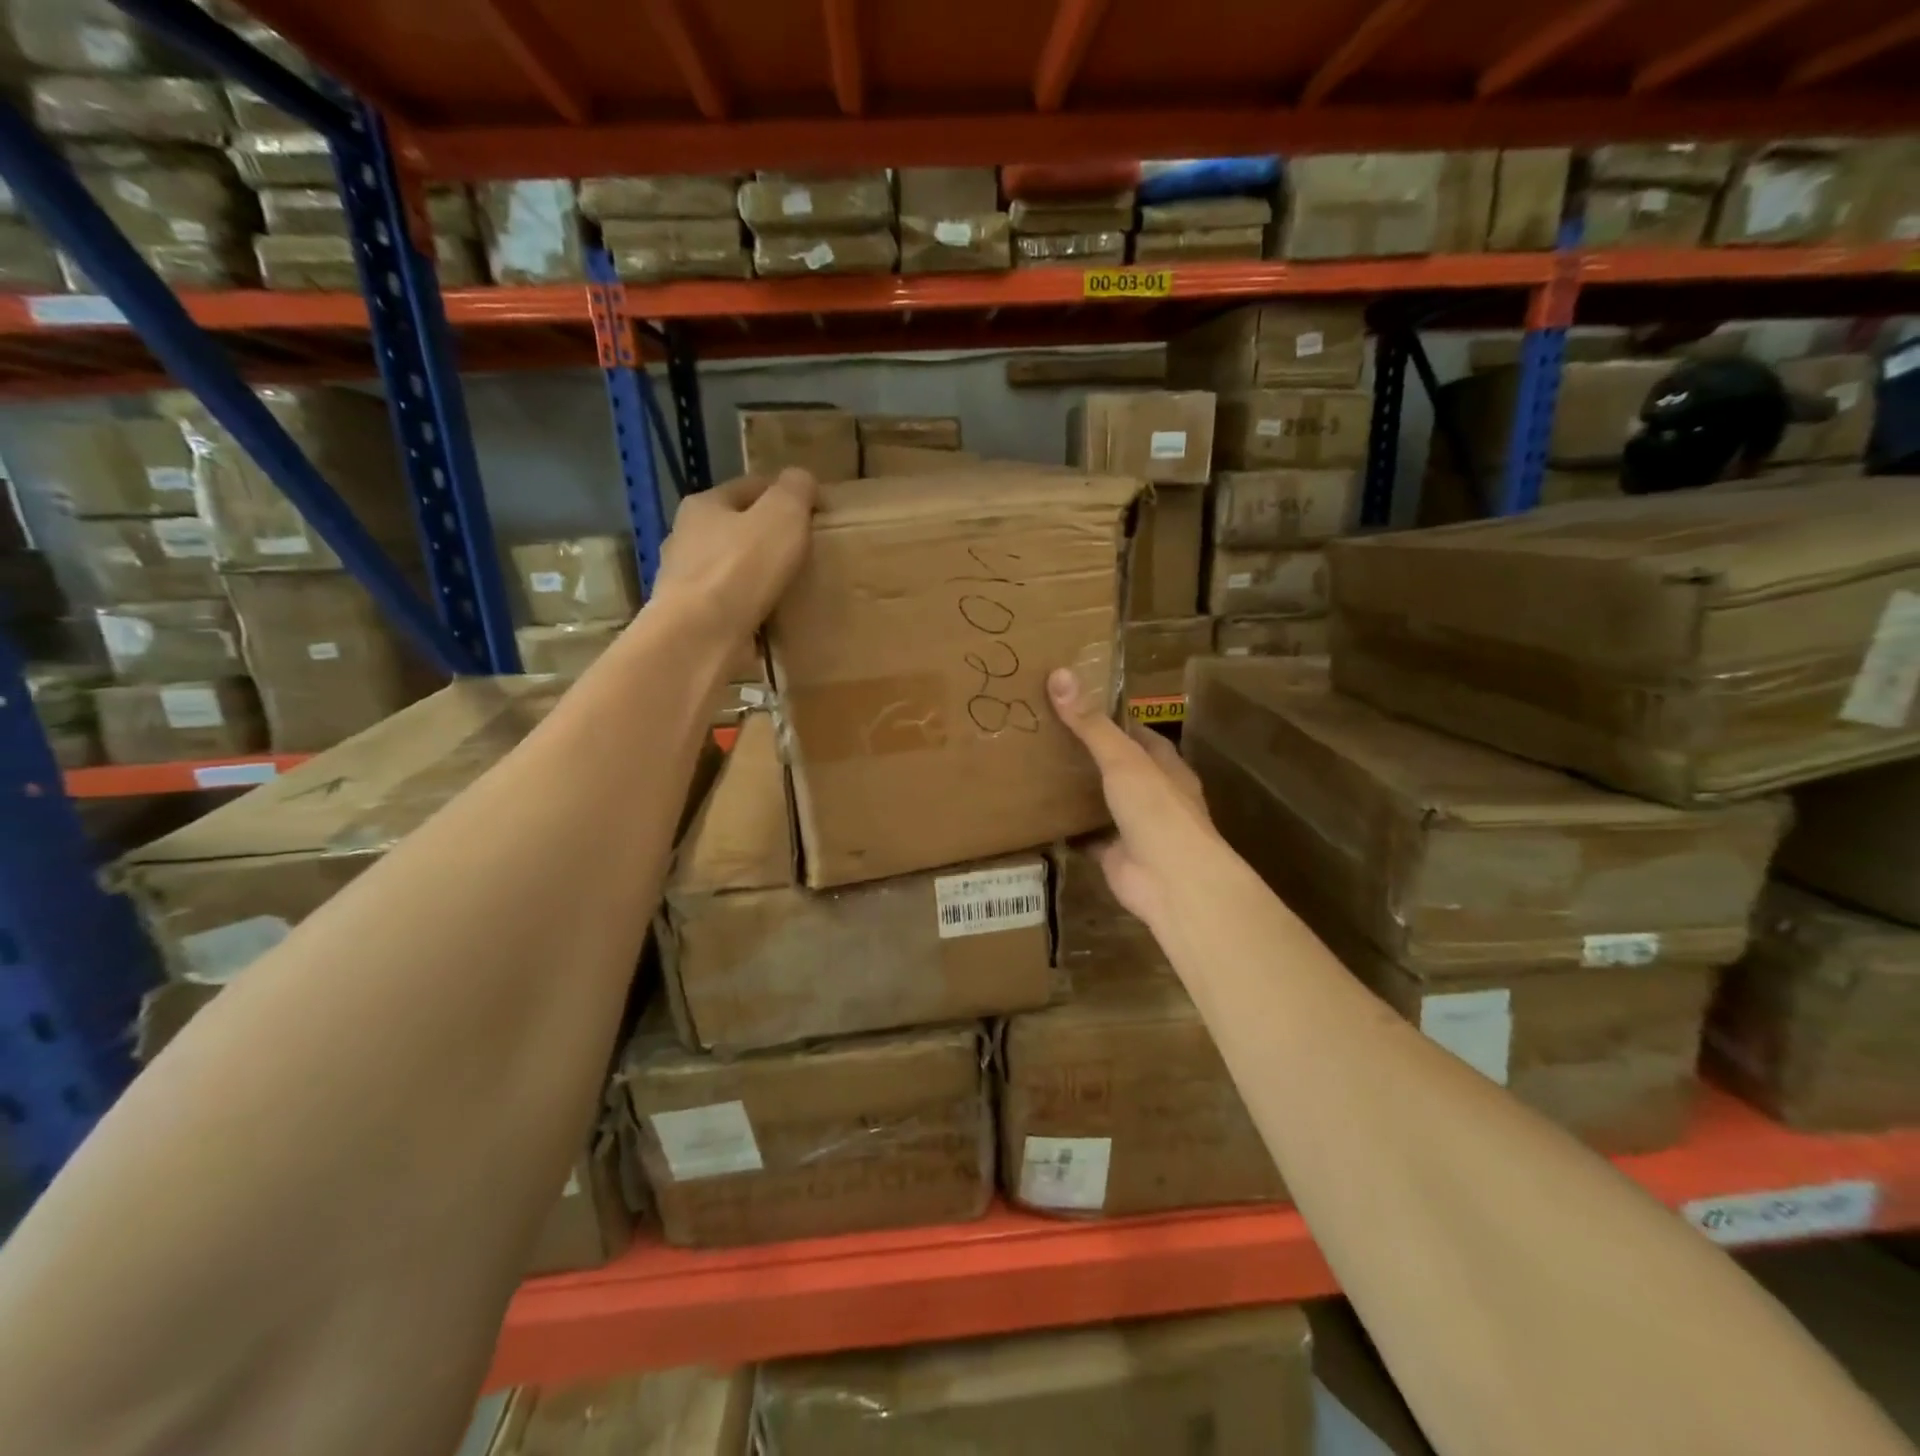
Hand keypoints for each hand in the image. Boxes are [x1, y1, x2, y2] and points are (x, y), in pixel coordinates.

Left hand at [653, 469, 817, 642]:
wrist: (701, 636)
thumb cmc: (742, 568)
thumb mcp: (782, 515)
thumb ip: (796, 490)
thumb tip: (802, 480)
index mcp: (703, 505)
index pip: (750, 486)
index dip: (786, 493)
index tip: (818, 513)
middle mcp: (686, 539)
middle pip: (737, 529)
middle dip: (768, 538)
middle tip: (807, 551)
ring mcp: (686, 583)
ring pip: (732, 570)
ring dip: (758, 577)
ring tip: (793, 588)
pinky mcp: (693, 621)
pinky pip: (730, 608)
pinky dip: (751, 610)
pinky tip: (773, 619)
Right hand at [1047, 667, 1218, 930]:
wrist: (1170, 881)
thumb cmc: (1156, 810)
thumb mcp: (1123, 759)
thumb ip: (1091, 724)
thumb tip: (1060, 675)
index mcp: (1165, 766)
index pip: (1137, 734)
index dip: (1111, 719)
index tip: (1076, 705)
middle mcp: (1153, 794)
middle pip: (1117, 767)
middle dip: (1088, 755)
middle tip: (1044, 734)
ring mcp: (1134, 827)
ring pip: (1102, 802)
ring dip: (1077, 791)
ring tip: (1036, 769)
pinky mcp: (1114, 854)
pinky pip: (1086, 836)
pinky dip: (1066, 829)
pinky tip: (1038, 815)